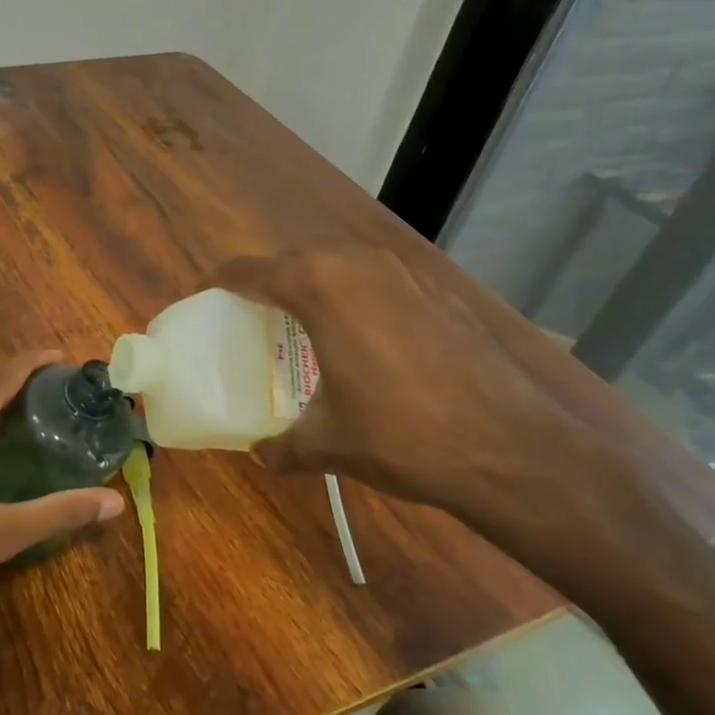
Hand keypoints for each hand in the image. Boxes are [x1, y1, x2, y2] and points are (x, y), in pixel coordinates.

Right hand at [209, 248, 629, 550]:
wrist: (513, 448)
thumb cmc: (402, 435)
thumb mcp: (328, 444)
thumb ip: (283, 445)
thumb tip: (262, 454)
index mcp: (318, 286)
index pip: (248, 270)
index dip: (218, 282)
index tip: (201, 299)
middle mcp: (357, 265)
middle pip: (292, 260)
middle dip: (265, 283)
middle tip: (249, 318)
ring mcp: (404, 274)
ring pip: (338, 266)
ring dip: (312, 287)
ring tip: (301, 326)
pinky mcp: (437, 292)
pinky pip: (376, 282)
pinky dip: (354, 298)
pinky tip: (361, 340)